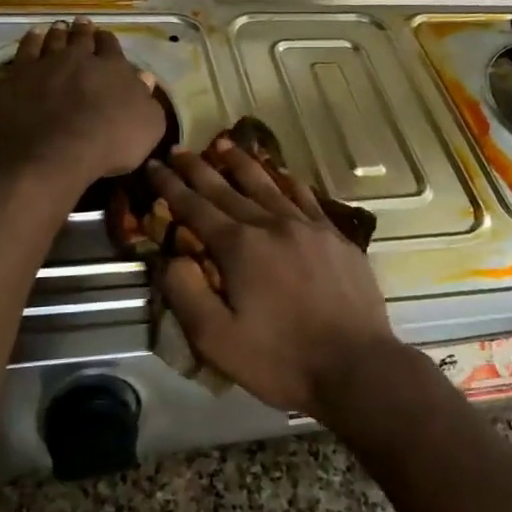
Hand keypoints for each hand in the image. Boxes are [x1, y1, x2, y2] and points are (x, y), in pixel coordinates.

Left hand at [0, 18, 164, 185]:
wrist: (56, 152)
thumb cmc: (110, 143)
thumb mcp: (148, 127)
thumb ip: (147, 100)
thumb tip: (145, 78)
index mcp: (113, 68)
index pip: (111, 47)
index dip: (108, 42)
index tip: (106, 38)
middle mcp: (80, 58)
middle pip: (82, 38)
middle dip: (84, 30)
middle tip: (83, 23)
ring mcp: (47, 64)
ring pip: (53, 40)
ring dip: (58, 32)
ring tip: (59, 26)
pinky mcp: (19, 76)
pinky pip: (25, 50)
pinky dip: (30, 41)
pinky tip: (33, 37)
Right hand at [145, 144, 399, 417]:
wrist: (357, 367)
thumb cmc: (281, 359)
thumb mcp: (216, 339)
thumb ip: (185, 293)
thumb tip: (170, 255)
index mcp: (239, 247)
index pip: (195, 207)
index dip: (170, 186)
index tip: (153, 166)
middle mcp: (271, 224)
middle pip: (227, 188)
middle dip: (198, 168)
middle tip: (178, 149)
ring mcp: (308, 226)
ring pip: (267, 184)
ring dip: (241, 163)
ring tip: (223, 144)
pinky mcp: (335, 236)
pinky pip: (305, 197)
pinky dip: (287, 181)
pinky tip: (281, 174)